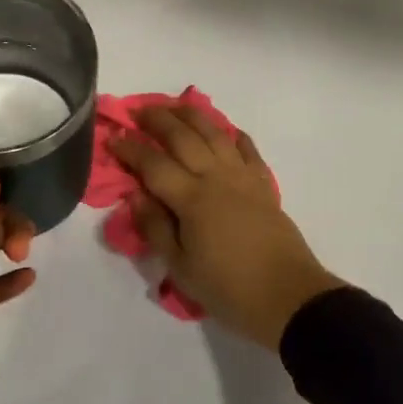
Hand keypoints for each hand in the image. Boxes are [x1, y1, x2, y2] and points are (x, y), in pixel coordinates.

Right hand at [112, 106, 343, 350]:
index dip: (131, 149)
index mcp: (192, 199)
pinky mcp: (264, 186)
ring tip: (176, 106)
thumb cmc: (228, 288)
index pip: (153, 164)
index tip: (113, 138)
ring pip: (216, 134)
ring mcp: (244, 178)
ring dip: (193, 116)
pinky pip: (248, 150)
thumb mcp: (181, 268)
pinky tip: (225, 130)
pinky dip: (234, 135)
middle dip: (158, 120)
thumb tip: (136, 196)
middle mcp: (217, 178)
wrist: (288, 297)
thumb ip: (156, 228)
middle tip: (138, 111)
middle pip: (184, 137)